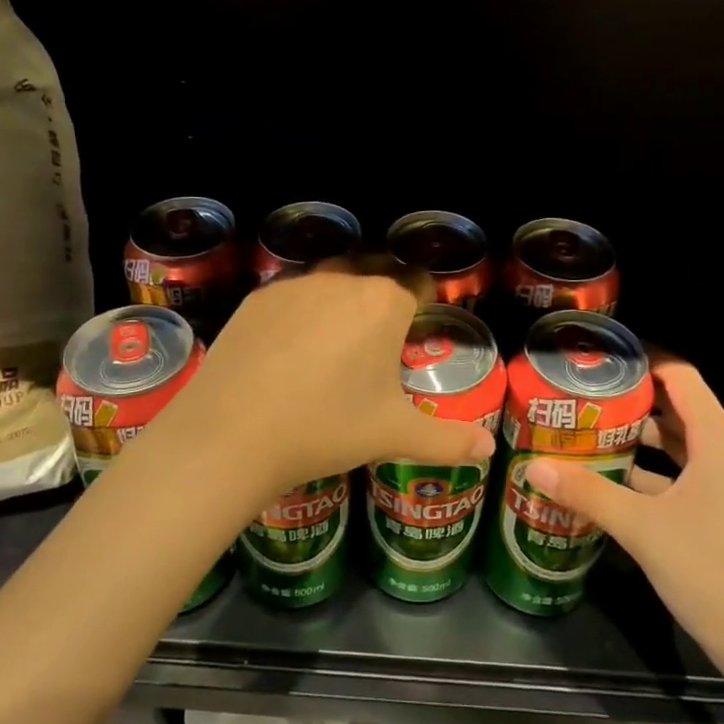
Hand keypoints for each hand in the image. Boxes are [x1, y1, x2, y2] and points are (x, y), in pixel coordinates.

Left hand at [147, 260, 496, 503]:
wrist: (232, 433)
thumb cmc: (326, 428)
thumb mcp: (393, 434)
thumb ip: (449, 439)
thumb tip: (490, 450)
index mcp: (384, 302)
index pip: (419, 283)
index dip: (425, 302)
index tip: (421, 327)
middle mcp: (343, 279)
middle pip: (376, 273)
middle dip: (384, 297)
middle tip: (380, 340)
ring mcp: (296, 284)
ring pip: (332, 279)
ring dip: (342, 300)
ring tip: (335, 344)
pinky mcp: (258, 297)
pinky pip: (293, 294)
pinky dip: (301, 311)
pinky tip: (290, 349)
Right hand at [525, 350, 723, 685]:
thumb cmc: (713, 573)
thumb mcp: (642, 529)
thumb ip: (587, 493)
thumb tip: (533, 466)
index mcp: (717, 441)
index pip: (681, 376)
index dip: (643, 359)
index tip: (598, 357)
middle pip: (675, 407)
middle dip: (629, 398)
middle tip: (580, 393)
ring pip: (675, 444)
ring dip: (635, 436)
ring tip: (584, 429)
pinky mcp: (720, 514)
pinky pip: (678, 474)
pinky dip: (646, 470)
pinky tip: (606, 479)